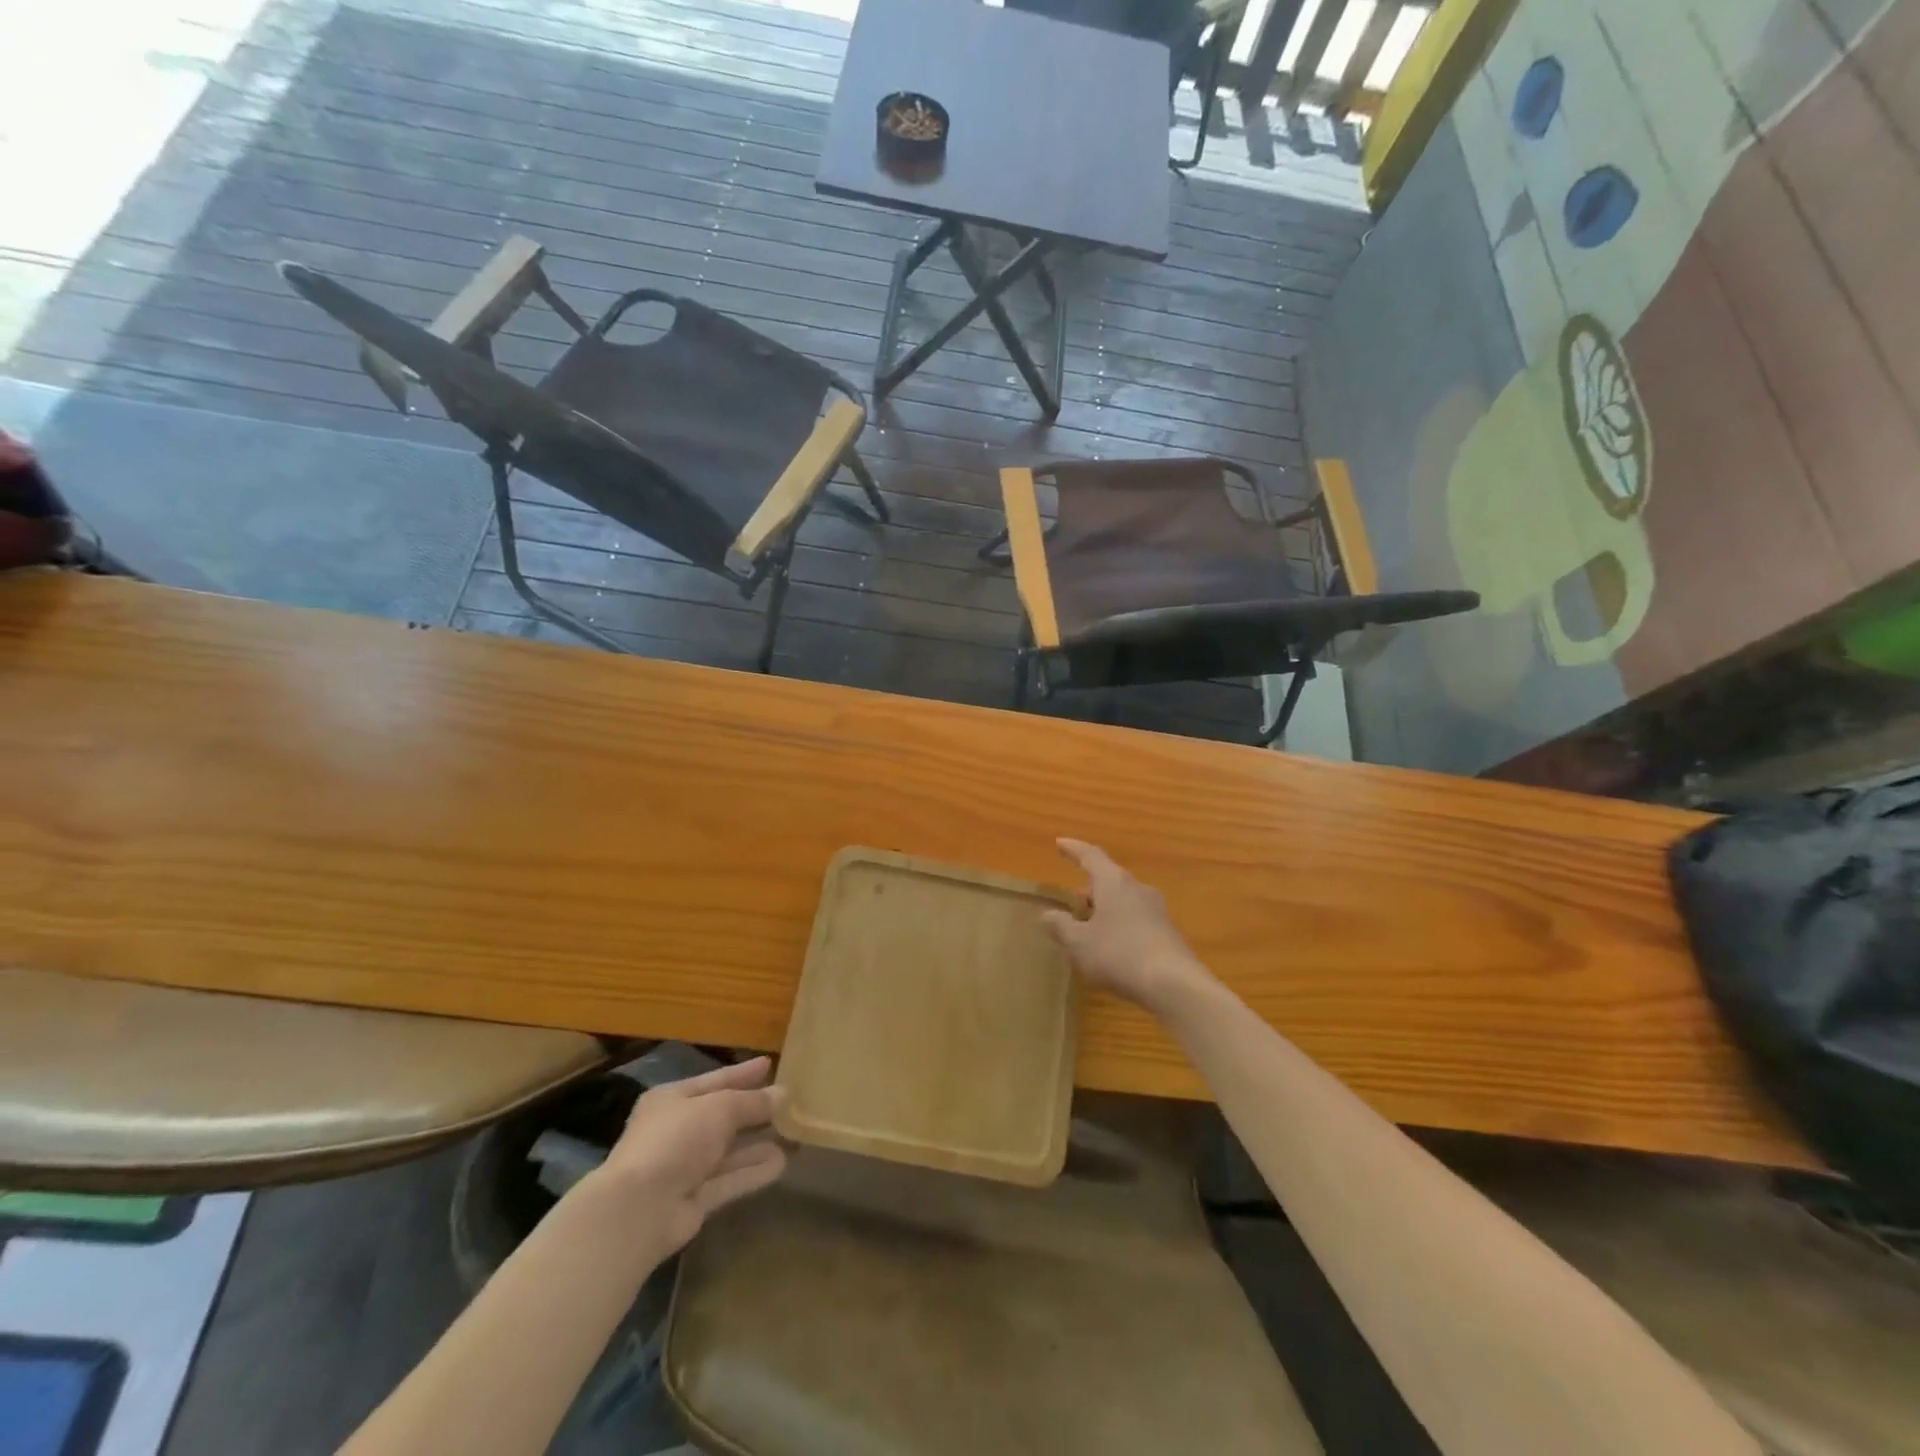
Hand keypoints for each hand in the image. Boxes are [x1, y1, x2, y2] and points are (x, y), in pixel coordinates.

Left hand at [591, 1057, 787, 1258]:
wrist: (640, 1210)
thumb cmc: (676, 1140)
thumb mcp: (720, 1108)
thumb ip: (752, 1101)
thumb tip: (783, 1093)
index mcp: (672, 1099)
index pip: (714, 1080)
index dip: (742, 1073)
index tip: (769, 1064)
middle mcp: (676, 1131)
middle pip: (722, 1116)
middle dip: (754, 1110)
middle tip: (788, 1101)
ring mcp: (684, 1167)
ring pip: (728, 1150)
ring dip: (757, 1143)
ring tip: (792, 1133)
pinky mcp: (694, 1200)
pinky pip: (729, 1180)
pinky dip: (753, 1171)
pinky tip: (781, 1164)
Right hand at [1042, 839, 1215, 1015]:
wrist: (1176, 985)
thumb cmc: (1120, 955)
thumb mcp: (1079, 944)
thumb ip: (1061, 927)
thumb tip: (1047, 914)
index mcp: (1114, 883)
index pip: (1091, 856)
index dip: (1073, 849)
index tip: (1060, 843)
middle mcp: (1137, 889)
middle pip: (1109, 879)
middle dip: (1089, 888)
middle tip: (1072, 900)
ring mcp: (1157, 911)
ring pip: (1124, 901)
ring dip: (1105, 909)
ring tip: (1089, 926)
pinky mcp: (1168, 933)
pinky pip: (1136, 920)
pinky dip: (1120, 926)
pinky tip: (1112, 947)